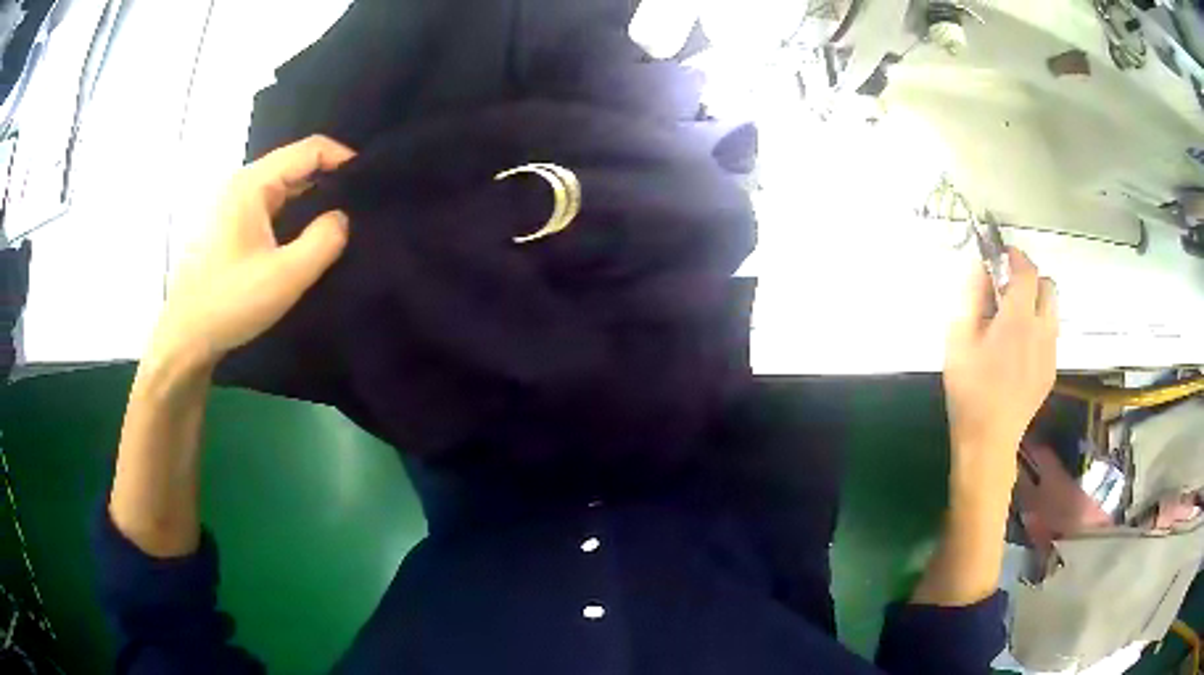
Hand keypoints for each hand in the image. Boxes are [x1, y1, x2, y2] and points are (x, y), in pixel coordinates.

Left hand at [147, 136, 354, 370]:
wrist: (184, 338)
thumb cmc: (229, 303)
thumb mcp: (285, 277)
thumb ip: (323, 241)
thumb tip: (342, 218)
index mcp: (252, 184)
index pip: (309, 149)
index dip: (343, 158)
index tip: (370, 182)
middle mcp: (241, 184)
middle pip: (295, 164)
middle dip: (330, 178)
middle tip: (359, 205)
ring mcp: (231, 204)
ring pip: (282, 186)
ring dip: (311, 197)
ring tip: (338, 220)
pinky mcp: (228, 225)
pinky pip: (269, 205)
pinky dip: (292, 212)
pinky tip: (304, 236)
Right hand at [943, 247, 1057, 488]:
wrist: (989, 440)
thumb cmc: (969, 390)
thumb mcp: (958, 340)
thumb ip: (971, 298)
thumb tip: (979, 268)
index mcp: (1018, 319)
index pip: (1027, 271)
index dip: (1016, 256)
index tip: (1003, 254)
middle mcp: (1041, 330)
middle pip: (1048, 286)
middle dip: (1031, 278)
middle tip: (1010, 287)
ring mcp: (1050, 353)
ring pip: (1052, 311)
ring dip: (1037, 302)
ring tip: (1015, 318)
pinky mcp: (1050, 371)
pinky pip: (1050, 336)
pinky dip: (1038, 328)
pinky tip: (1019, 349)